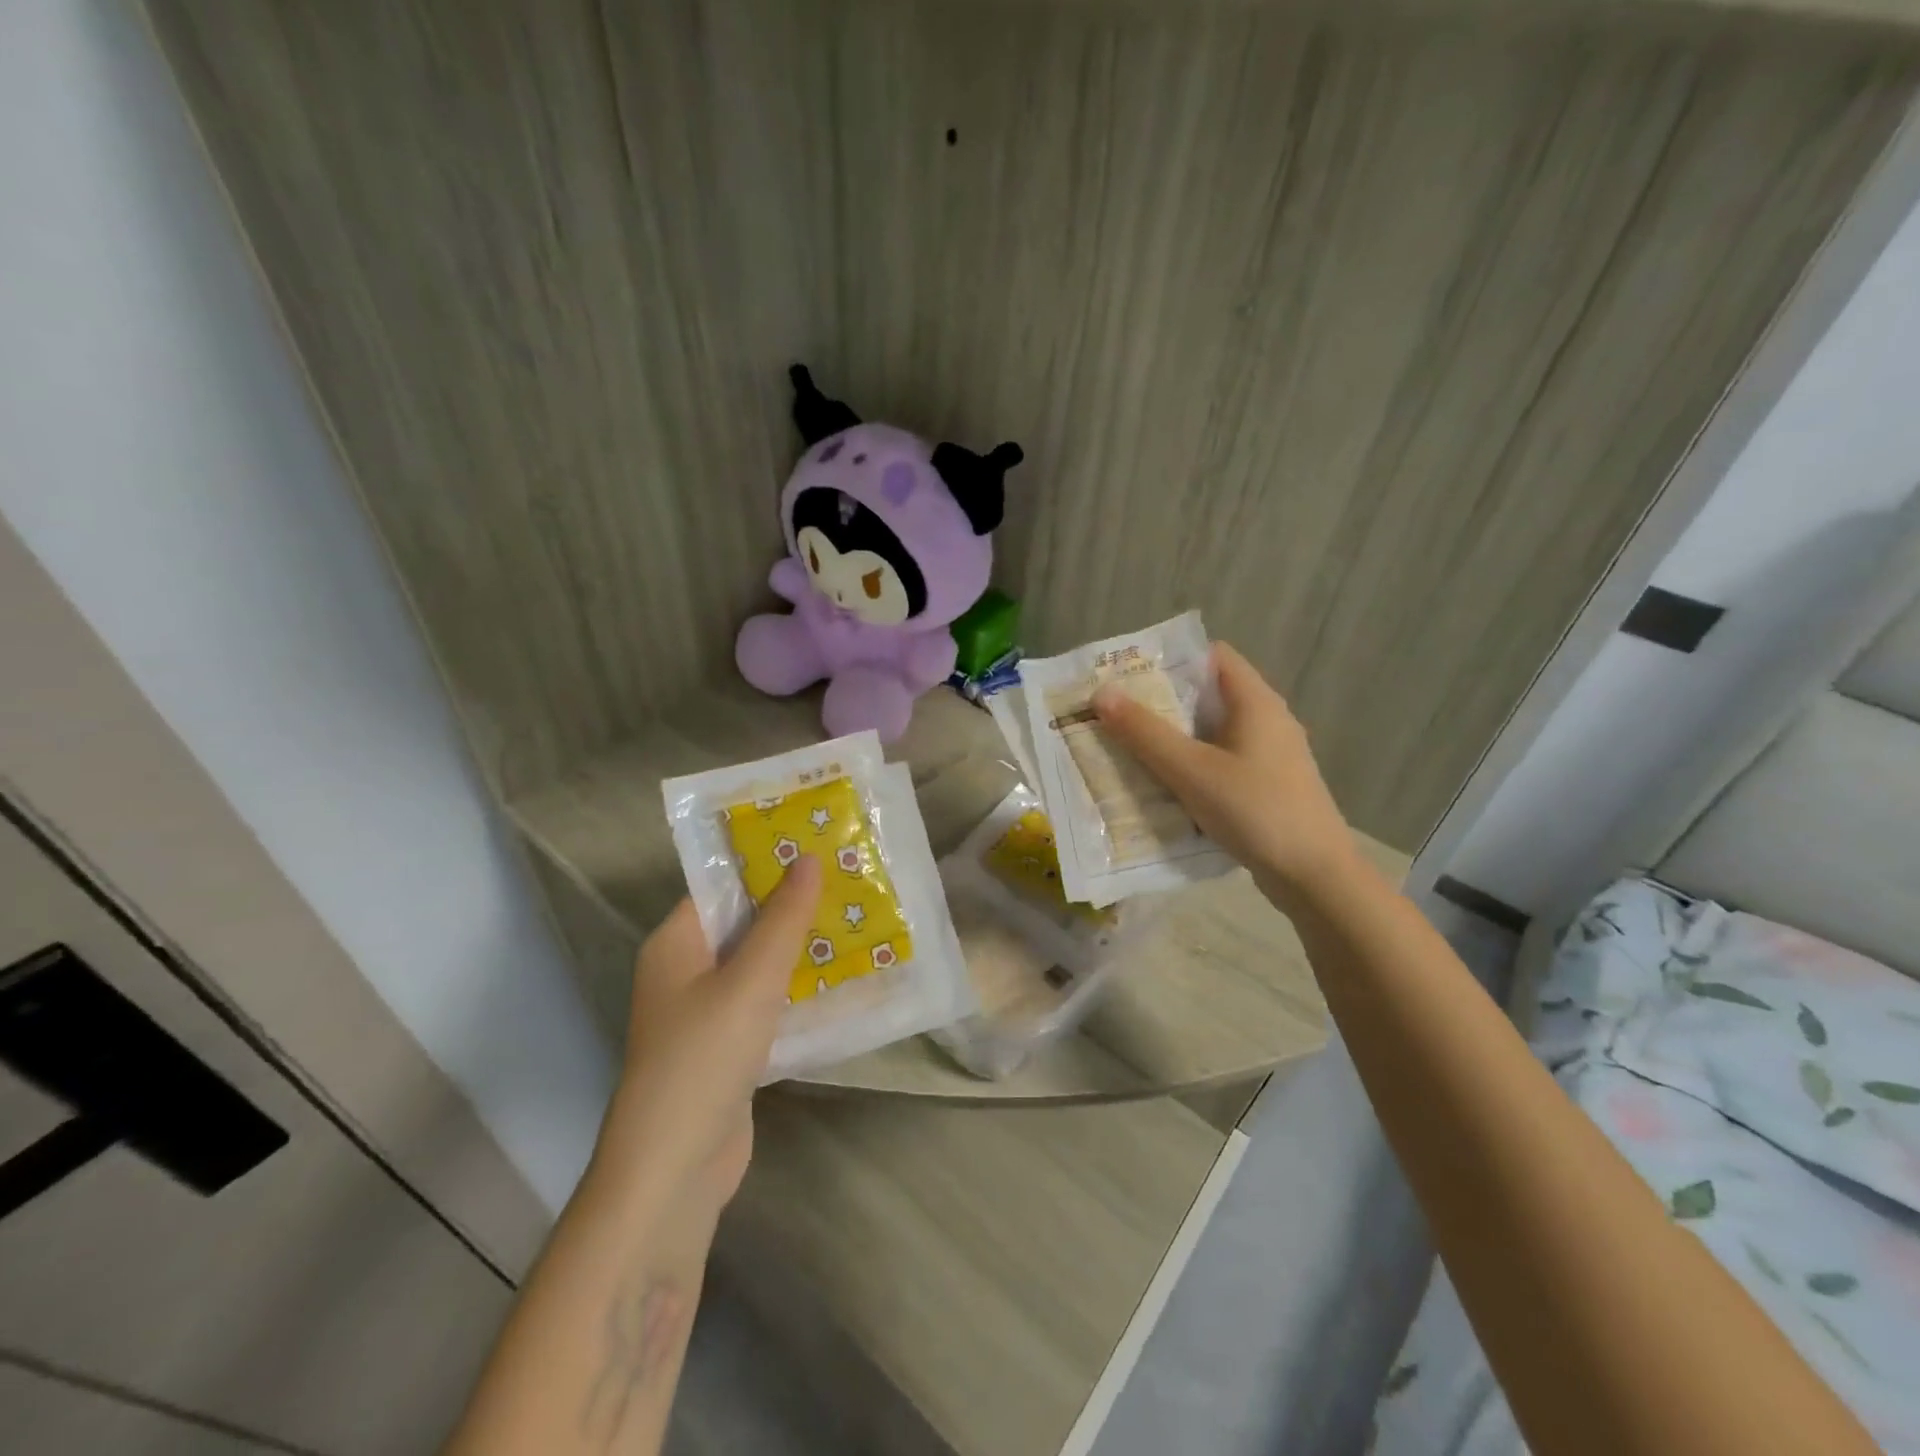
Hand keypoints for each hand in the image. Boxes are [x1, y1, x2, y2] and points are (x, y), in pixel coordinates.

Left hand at [589, 856, 821, 1225]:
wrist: (673, 1172)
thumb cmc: (705, 1058)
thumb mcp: (751, 980)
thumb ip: (783, 919)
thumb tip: (808, 858)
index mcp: (676, 943)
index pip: (722, 886)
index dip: (767, 863)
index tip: (818, 846)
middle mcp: (686, 971)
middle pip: (744, 923)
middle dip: (793, 905)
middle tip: (849, 880)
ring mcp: (706, 1013)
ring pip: (759, 964)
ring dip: (800, 948)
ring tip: (856, 919)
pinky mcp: (727, 1047)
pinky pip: (766, 1003)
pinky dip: (797, 989)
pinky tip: (841, 979)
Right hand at [1092, 641, 1357, 902]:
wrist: (1315, 876)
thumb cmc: (1255, 811)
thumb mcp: (1191, 770)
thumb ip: (1145, 732)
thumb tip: (1101, 693)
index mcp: (1256, 702)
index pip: (1212, 655)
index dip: (1171, 658)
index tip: (1129, 675)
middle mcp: (1268, 719)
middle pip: (1209, 694)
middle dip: (1163, 701)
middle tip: (1117, 713)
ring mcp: (1271, 755)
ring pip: (1214, 731)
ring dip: (1175, 737)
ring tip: (1130, 747)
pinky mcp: (1268, 785)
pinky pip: (1222, 761)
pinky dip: (1193, 765)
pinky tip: (1165, 785)